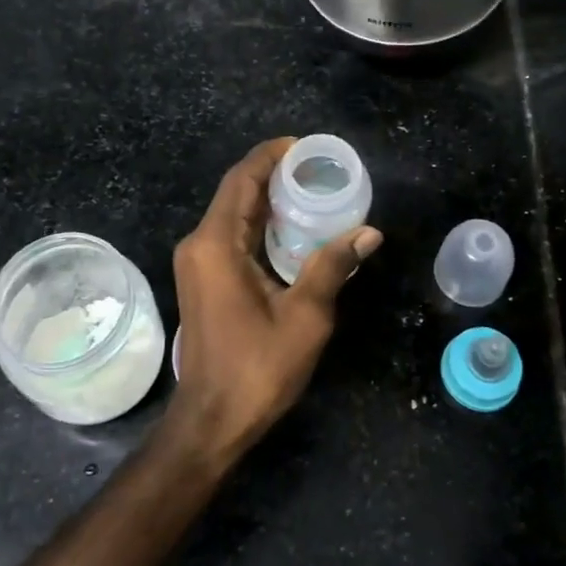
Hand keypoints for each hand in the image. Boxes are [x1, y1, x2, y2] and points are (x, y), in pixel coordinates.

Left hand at [166, 138, 381, 465]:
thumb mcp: (305, 316)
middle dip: (272, 174)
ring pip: (231, 213)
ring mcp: (197, 263)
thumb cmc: (257, 368)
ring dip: (265, 199)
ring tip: (309, 190)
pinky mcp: (202, 279)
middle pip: (235, 192)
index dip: (270, 156)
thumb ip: (332, 266)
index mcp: (216, 244)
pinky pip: (229, 235)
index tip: (303, 146)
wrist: (212, 419)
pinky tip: (290, 228)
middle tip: (315, 168)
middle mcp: (199, 244)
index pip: (241, 180)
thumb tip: (368, 232)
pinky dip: (257, 223)